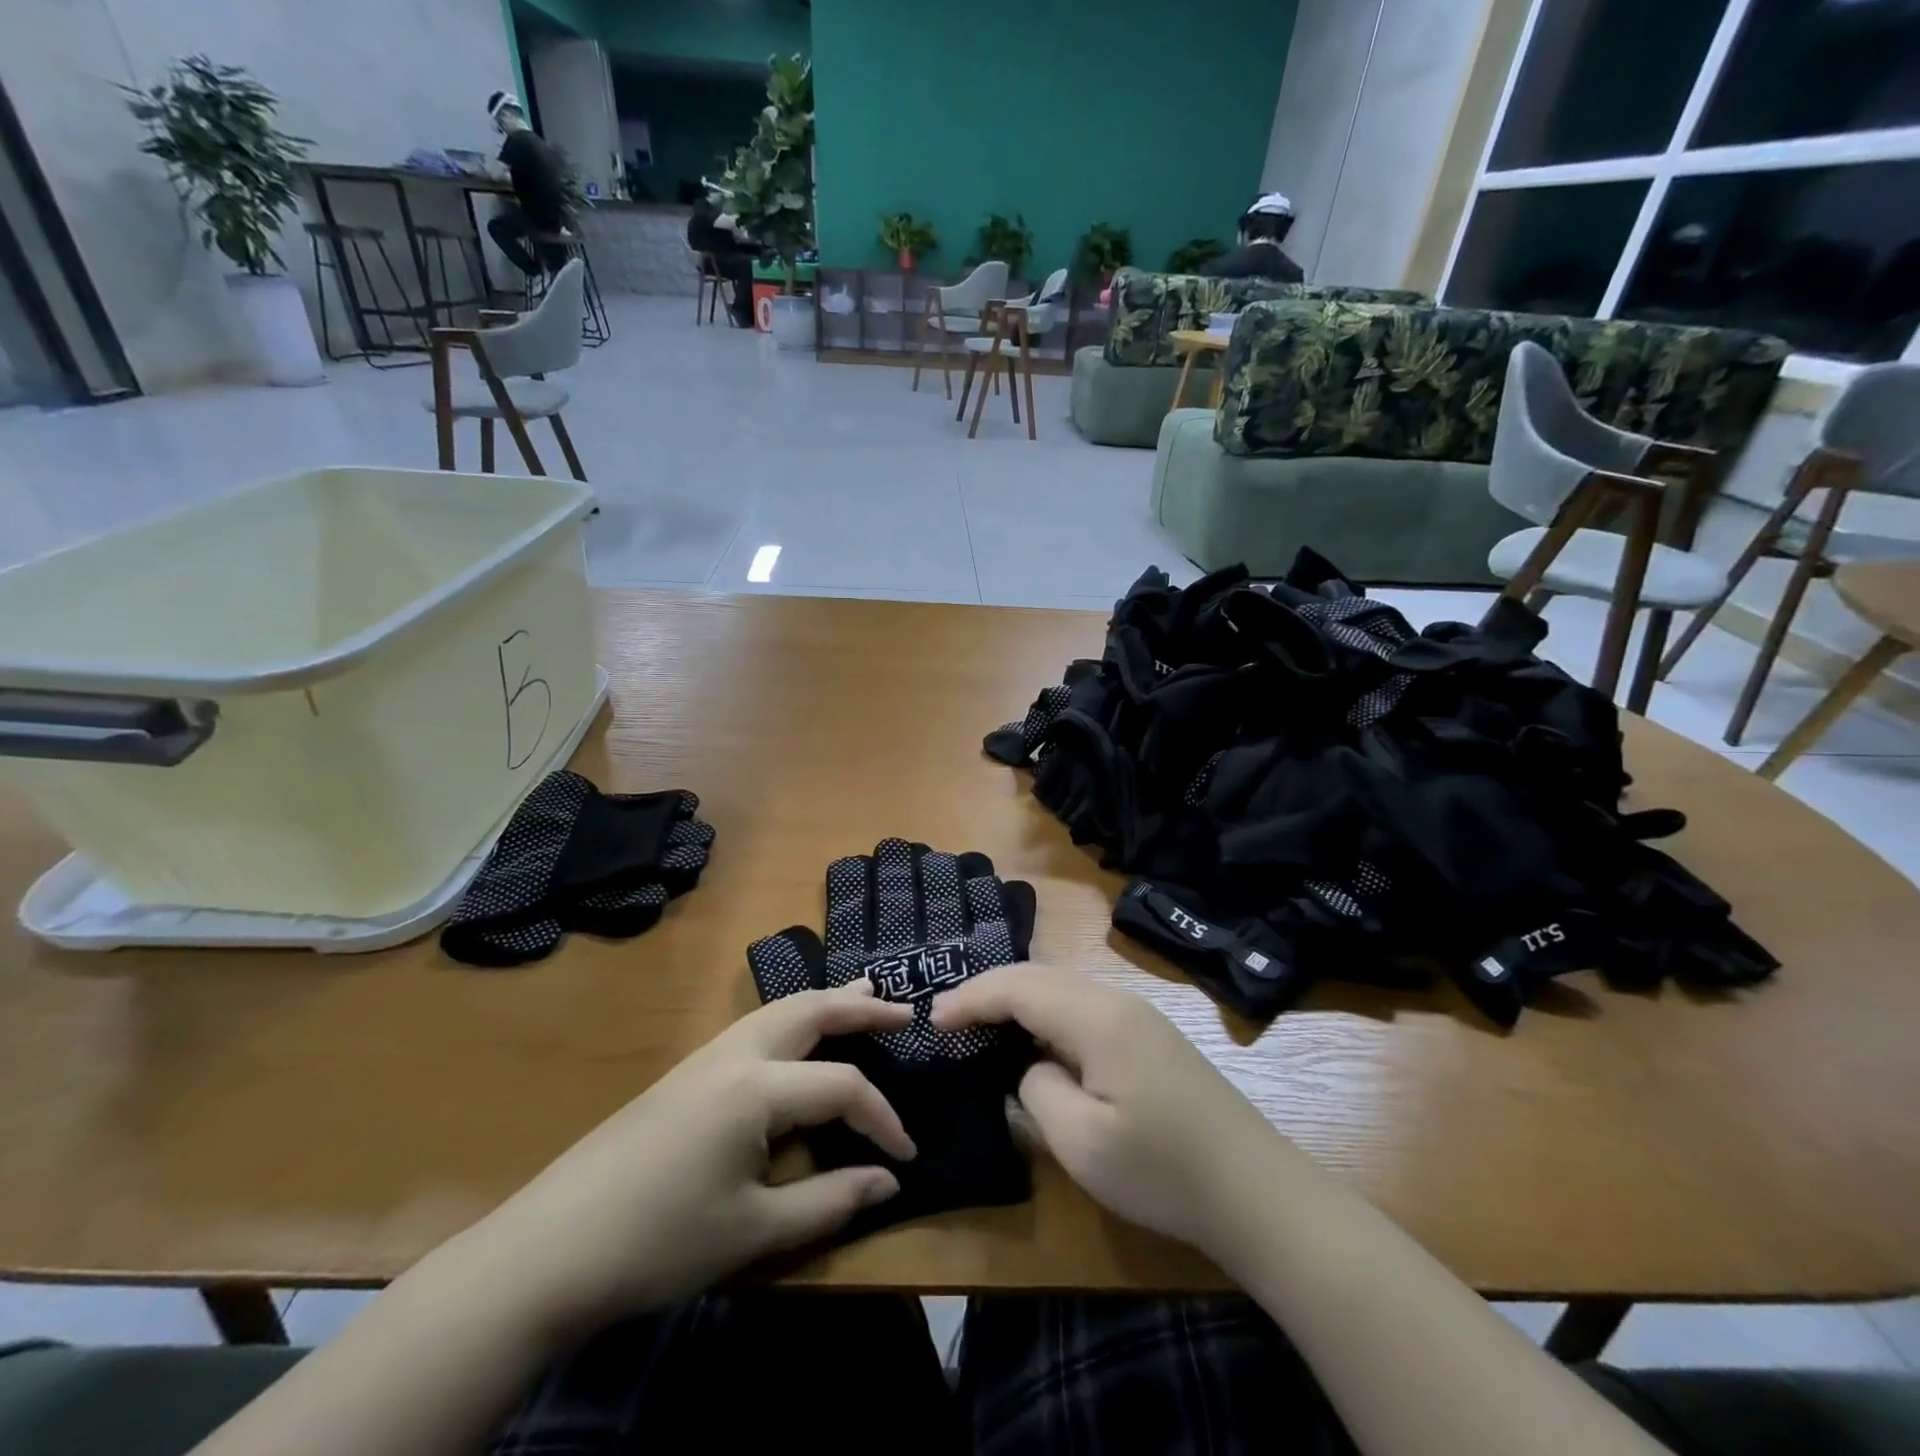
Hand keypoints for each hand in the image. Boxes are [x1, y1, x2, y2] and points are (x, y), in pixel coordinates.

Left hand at [457, 981, 915, 1336]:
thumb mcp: (752, 1231)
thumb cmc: (657, 1243)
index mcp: (757, 1087)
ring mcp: (706, 1057)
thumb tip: (888, 1180)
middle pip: (811, 1010)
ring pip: (781, 1009)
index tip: (908, 1155)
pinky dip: (795, 1020)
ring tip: (864, 995)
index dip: (883, 1119)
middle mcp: (735, 1054)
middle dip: (861, 1005)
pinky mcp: (687, 1072)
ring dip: (826, 1002)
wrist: (547, 1250)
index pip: (842, 1088)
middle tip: (905, 1010)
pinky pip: (757, 1027)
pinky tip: (800, 1038)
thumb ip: (828, 1201)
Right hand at [933, 965, 1291, 1264]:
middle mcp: (1116, 1000)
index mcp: (1097, 1018)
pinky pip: (1082, 1006)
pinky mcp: (1150, 1036)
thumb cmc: (1164, 1171)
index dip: (972, 997)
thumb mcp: (1082, 1143)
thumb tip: (1031, 1068)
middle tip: (948, 1017)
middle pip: (1039, 976)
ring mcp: (1138, 1015)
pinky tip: (1036, 1040)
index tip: (933, 1020)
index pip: (1019, 987)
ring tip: (981, 1023)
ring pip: (1062, 987)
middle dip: (989, 990)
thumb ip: (1037, 1090)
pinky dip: (1045, 1012)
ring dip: (1018, 998)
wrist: (1258, 1192)